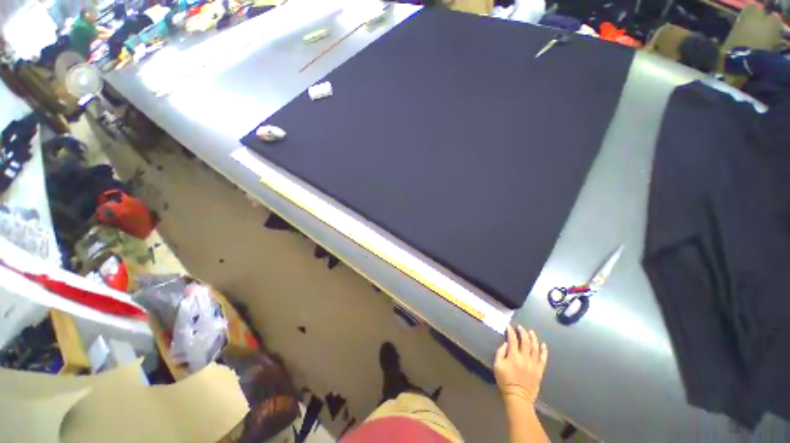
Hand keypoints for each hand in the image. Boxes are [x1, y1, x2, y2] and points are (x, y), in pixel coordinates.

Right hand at [494, 326, 547, 406]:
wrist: (518, 397)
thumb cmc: (505, 381)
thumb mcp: (497, 366)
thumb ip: (500, 353)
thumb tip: (506, 344)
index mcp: (513, 356)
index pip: (513, 340)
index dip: (511, 332)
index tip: (509, 327)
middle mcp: (525, 358)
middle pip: (525, 342)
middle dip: (523, 332)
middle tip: (520, 327)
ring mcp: (533, 364)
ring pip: (535, 348)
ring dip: (533, 338)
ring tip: (531, 332)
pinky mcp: (539, 371)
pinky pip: (543, 359)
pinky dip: (544, 351)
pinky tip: (543, 345)